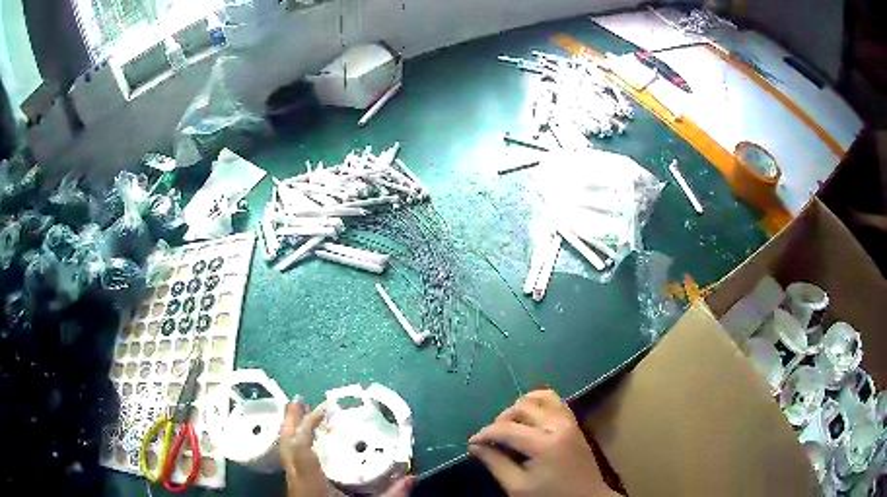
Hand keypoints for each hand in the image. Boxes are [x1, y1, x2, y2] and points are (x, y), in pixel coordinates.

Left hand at [279, 398, 415, 496]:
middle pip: (286, 446)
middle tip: (298, 400)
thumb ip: (392, 496)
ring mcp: (293, 486)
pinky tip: (304, 446)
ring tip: (298, 416)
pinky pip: (290, 461)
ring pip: (284, 453)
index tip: (323, 407)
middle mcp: (296, 481)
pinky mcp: (296, 491)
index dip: (307, 424)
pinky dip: (294, 447)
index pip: (301, 447)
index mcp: (311, 483)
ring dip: (290, 432)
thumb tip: (413, 477)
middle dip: (290, 421)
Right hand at [469, 390, 617, 496]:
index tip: (471, 442)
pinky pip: (556, 401)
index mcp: (544, 443)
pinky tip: (529, 417)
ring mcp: (569, 421)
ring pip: (541, 397)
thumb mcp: (517, 487)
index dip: (484, 434)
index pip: (506, 429)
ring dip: (520, 407)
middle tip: (491, 438)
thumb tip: (475, 447)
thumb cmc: (549, 496)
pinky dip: (539, 402)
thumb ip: (495, 464)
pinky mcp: (574, 423)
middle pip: (522, 407)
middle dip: (501, 420)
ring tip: (509, 425)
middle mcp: (558, 425)